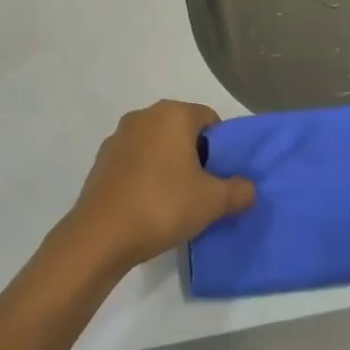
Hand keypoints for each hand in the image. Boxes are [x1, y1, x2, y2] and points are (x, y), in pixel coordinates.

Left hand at [64, 101, 255, 271]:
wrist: (101, 235)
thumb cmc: (163, 205)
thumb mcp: (213, 202)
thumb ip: (239, 191)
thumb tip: (248, 188)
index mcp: (173, 114)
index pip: (210, 119)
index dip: (221, 147)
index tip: (220, 176)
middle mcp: (144, 115)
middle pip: (182, 130)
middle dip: (195, 155)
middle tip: (202, 189)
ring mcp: (118, 136)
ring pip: (156, 145)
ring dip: (168, 165)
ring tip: (175, 200)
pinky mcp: (101, 160)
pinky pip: (135, 160)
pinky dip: (145, 174)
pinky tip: (148, 204)